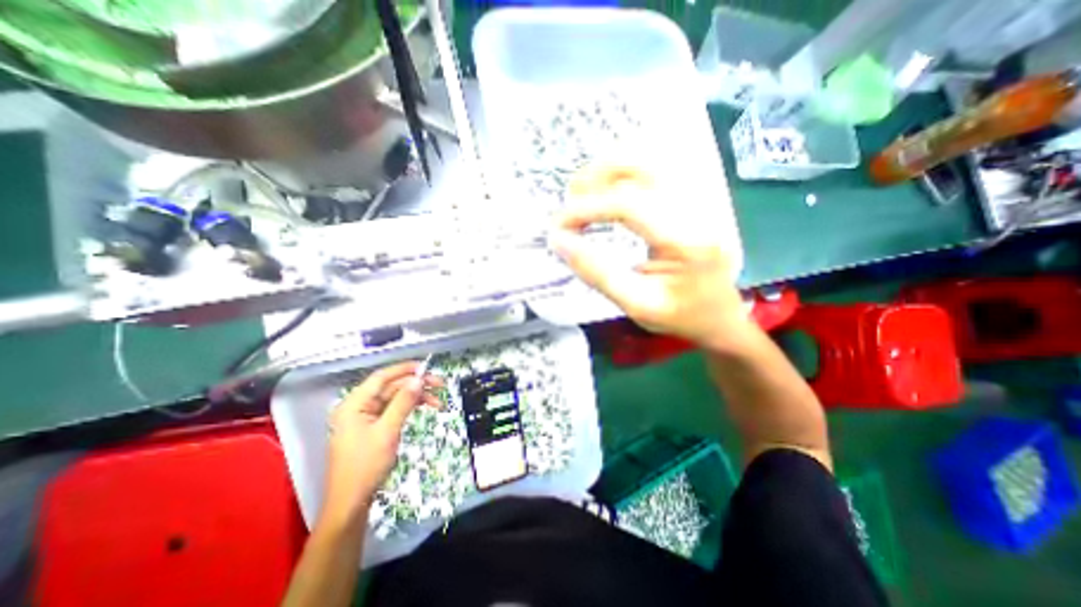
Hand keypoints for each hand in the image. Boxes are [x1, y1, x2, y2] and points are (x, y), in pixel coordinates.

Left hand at [321, 362, 443, 527]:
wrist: (351, 503)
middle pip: (391, 387)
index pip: (381, 377)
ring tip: (438, 402)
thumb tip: (418, 380)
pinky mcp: (374, 427)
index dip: (404, 369)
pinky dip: (410, 408)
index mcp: (354, 404)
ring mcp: (366, 417)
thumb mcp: (387, 432)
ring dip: (417, 398)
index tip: (426, 367)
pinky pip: (394, 410)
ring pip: (396, 398)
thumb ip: (403, 403)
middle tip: (440, 385)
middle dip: (416, 385)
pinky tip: (425, 408)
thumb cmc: (365, 466)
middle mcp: (359, 407)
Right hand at [550, 167, 754, 353]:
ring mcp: (700, 199)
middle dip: (596, 177)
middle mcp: (698, 209)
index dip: (587, 209)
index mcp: (686, 240)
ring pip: (650, 161)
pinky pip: (657, 170)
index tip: (558, 226)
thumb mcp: (636, 304)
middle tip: (569, 200)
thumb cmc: (680, 316)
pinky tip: (608, 189)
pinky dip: (625, 173)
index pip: (629, 205)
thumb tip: (559, 241)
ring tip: (583, 193)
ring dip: (609, 170)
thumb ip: (597, 273)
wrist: (720, 317)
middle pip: (643, 167)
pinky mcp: (694, 199)